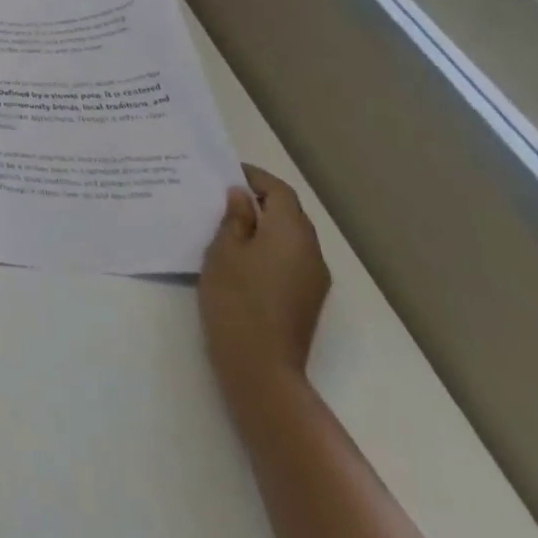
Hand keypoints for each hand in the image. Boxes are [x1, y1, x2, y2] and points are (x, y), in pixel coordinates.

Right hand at [199, 165, 329, 391]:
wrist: (260, 365)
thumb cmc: (236, 298)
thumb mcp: (224, 250)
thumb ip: (235, 218)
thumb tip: (241, 196)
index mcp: (292, 234)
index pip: (280, 191)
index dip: (255, 177)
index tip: (227, 171)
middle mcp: (312, 252)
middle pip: (290, 213)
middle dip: (260, 199)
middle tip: (223, 194)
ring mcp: (314, 278)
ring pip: (291, 237)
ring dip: (265, 223)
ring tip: (228, 222)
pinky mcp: (307, 298)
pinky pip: (291, 257)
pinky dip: (270, 245)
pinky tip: (242, 254)